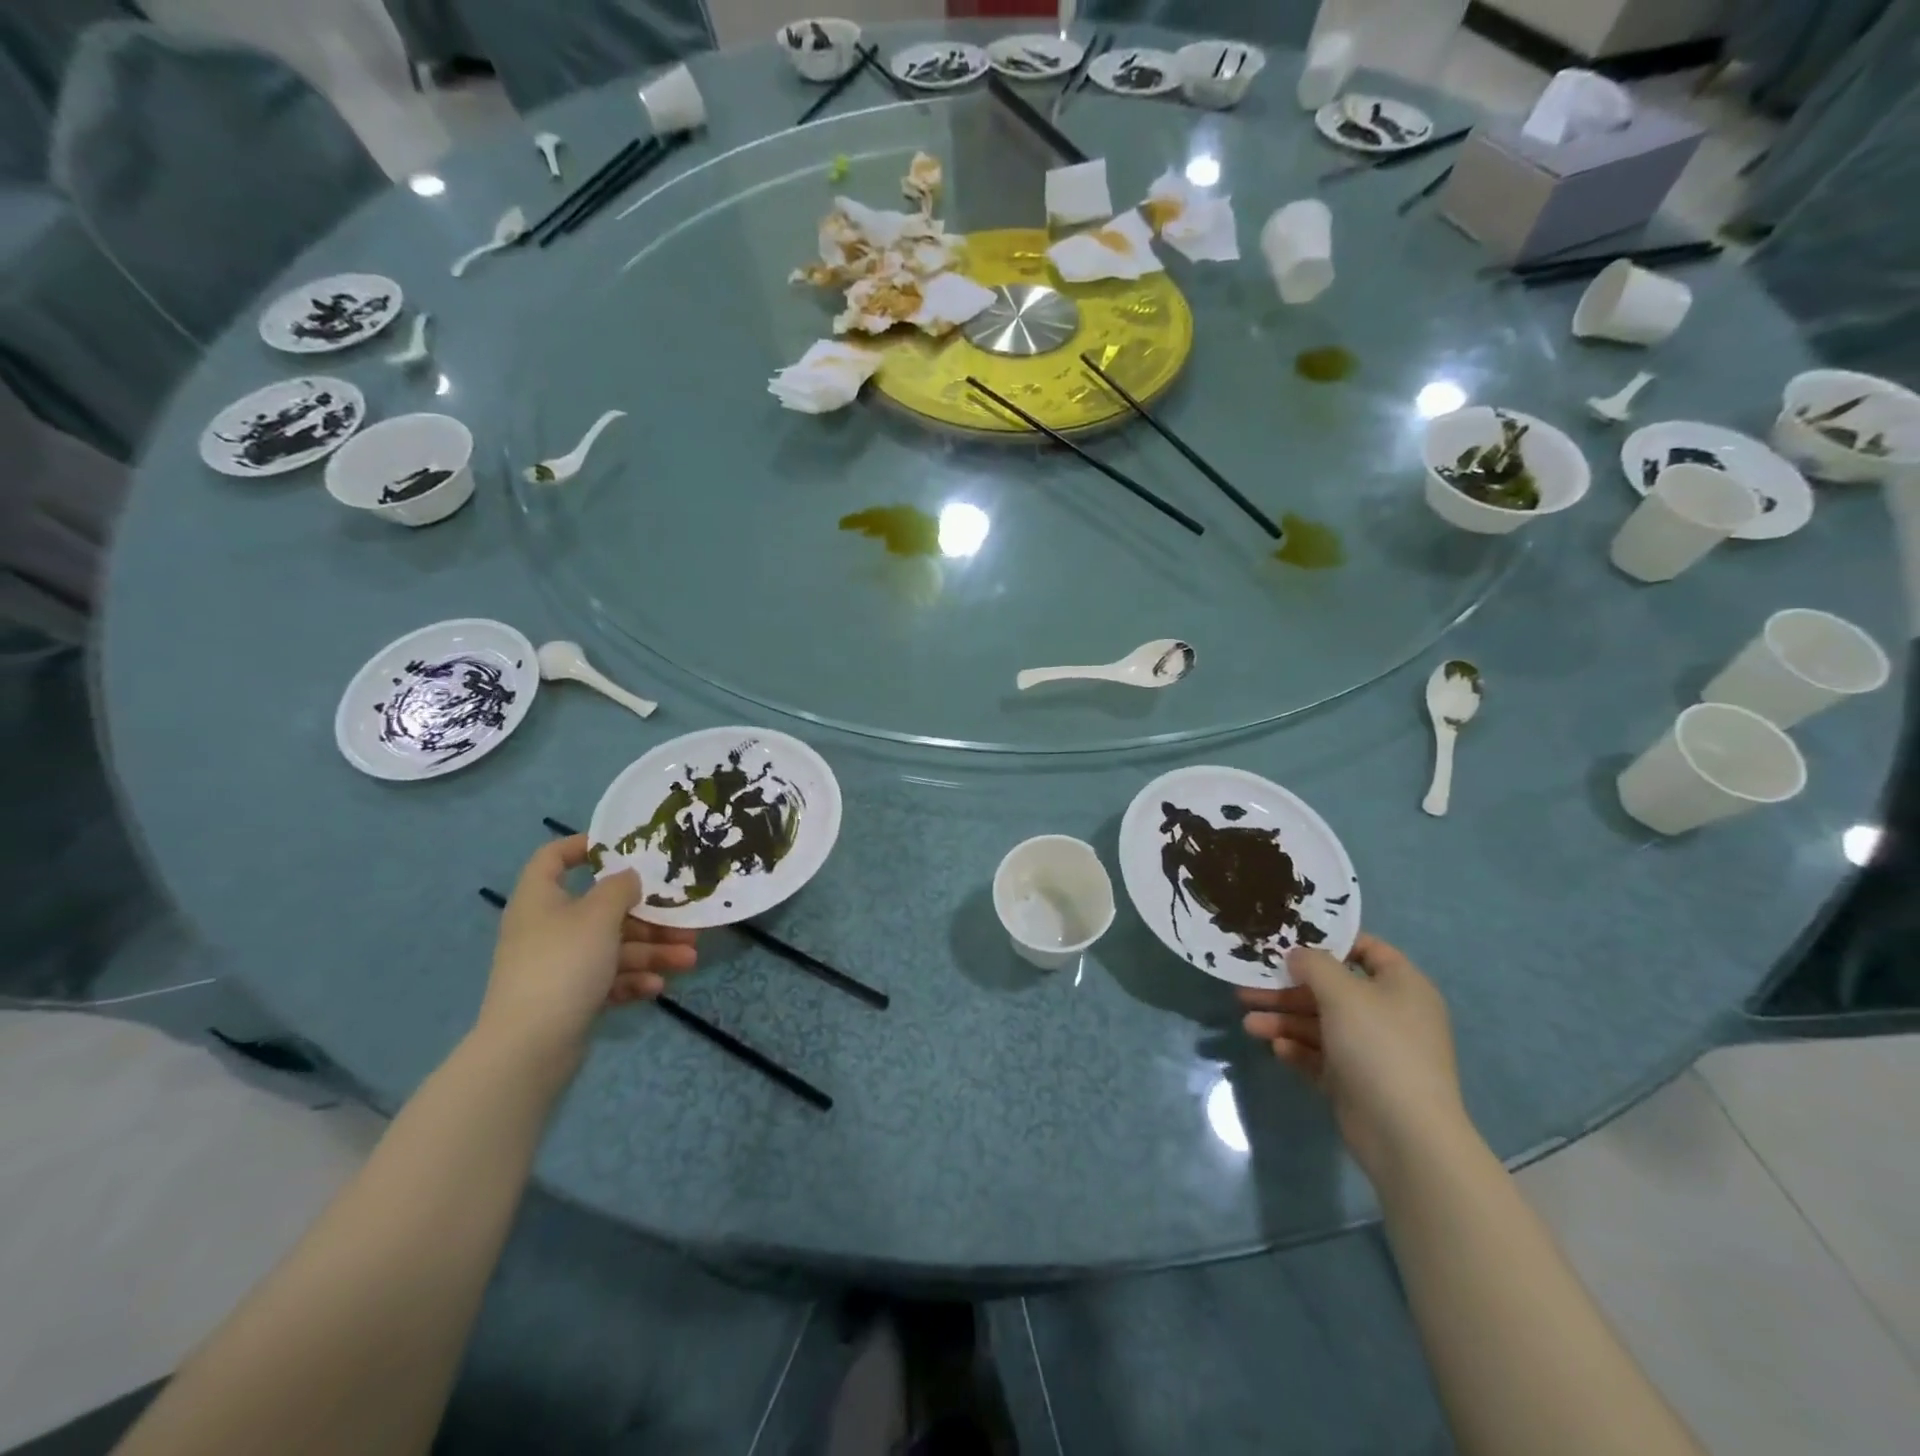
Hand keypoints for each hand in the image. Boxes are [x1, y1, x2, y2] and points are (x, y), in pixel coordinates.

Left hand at [477, 836, 697, 1061]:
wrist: (529, 1047)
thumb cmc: (563, 964)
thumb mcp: (598, 915)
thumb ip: (620, 888)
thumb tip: (628, 876)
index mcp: (541, 899)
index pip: (553, 858)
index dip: (584, 846)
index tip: (624, 848)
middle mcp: (547, 928)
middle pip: (603, 910)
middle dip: (648, 917)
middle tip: (685, 921)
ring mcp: (558, 965)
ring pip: (613, 947)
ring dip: (653, 951)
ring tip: (688, 959)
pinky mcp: (569, 998)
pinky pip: (607, 979)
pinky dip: (633, 980)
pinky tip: (658, 987)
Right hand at [1238, 933, 1464, 1176]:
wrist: (1406, 1135)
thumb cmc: (1379, 1047)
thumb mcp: (1343, 993)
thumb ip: (1314, 965)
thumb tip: (1298, 955)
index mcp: (1401, 986)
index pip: (1366, 949)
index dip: (1329, 941)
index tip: (1289, 940)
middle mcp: (1389, 1014)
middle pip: (1331, 990)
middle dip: (1288, 989)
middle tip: (1248, 985)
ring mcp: (1373, 1050)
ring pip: (1320, 1024)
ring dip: (1284, 1020)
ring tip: (1248, 1023)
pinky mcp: (1356, 1081)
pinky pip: (1321, 1056)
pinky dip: (1298, 1049)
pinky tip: (1276, 1049)